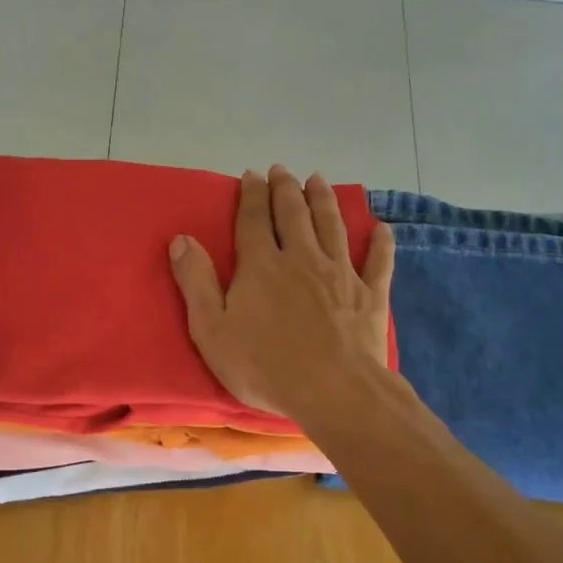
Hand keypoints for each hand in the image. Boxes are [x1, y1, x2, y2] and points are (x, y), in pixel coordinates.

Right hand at [169, 166, 394, 427]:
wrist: (332, 391)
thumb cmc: (264, 366)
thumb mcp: (212, 330)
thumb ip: (196, 282)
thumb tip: (181, 240)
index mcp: (261, 266)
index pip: (253, 220)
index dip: (251, 195)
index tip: (252, 176)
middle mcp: (302, 258)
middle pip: (293, 214)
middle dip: (286, 189)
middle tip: (282, 171)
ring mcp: (340, 274)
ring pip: (332, 226)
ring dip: (324, 200)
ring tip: (318, 180)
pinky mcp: (370, 295)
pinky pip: (378, 261)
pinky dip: (380, 243)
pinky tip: (381, 229)